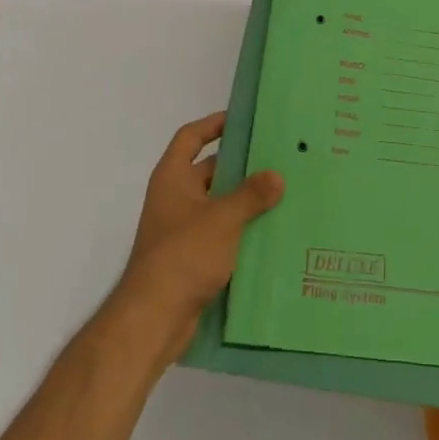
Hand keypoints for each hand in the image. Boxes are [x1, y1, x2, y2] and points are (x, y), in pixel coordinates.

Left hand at [115, 112, 283, 361]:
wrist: (154, 319)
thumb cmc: (183, 255)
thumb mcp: (222, 219)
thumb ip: (251, 195)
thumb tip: (277, 175)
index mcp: (172, 178)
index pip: (190, 138)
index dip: (213, 125)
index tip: (242, 120)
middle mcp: (175, 199)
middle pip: (210, 171)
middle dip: (241, 167)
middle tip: (278, 159)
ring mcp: (183, 230)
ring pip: (219, 205)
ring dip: (246, 201)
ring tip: (285, 194)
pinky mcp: (193, 259)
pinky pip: (222, 234)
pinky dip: (242, 230)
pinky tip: (273, 233)